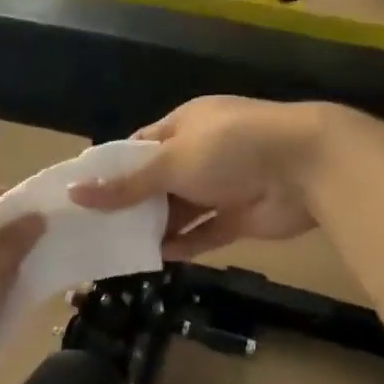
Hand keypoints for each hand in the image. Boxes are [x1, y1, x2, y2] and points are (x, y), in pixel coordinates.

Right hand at [71, 97, 323, 259]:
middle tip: (96, 229)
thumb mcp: (172, 161)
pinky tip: (158, 258)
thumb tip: (77, 193)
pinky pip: (205, 232)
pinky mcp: (239, 216)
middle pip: (158, 181)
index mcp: (185, 125)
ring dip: (156, 227)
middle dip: (132, 203)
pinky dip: (185, 244)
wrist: (306, 168)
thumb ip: (127, 184)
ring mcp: (222, 186)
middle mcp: (202, 153)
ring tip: (120, 248)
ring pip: (180, 209)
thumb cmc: (231, 149)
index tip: (85, 193)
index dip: (114, 168)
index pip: (141, 145)